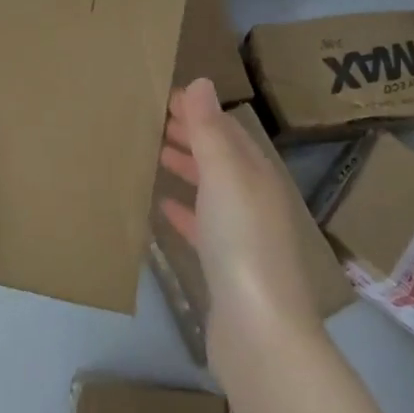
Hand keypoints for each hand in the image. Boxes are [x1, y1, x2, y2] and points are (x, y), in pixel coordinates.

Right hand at [159, 78, 323, 373]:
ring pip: (211, 189)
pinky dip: (184, 210)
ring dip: (187, 168)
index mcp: (258, 174)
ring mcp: (242, 235)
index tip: (165, 96)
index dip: (199, 110)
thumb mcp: (224, 175)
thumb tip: (200, 81)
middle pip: (221, 157)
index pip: (228, 129)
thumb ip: (209, 129)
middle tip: (154, 120)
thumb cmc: (242, 241)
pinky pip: (202, 225)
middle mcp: (255, 199)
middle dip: (192, 135)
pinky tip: (163, 207)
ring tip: (155, 153)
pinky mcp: (226, 267)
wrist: (259, 331)